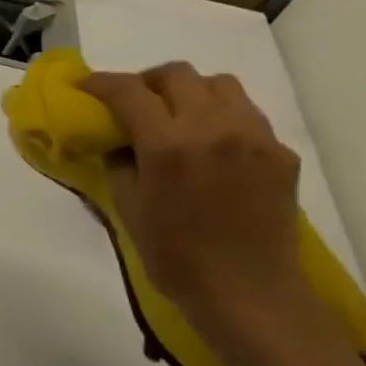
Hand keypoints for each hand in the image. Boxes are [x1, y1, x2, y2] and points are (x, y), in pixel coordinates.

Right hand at [82, 63, 310, 331]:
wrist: (246, 290)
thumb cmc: (173, 256)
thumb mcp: (128, 208)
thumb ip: (121, 164)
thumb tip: (119, 142)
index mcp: (169, 146)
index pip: (130, 93)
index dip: (102, 83)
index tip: (85, 85)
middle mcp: (214, 129)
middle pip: (178, 75)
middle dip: (147, 81)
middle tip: (131, 101)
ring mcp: (254, 137)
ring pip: (219, 85)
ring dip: (188, 91)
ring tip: (174, 116)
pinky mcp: (280, 152)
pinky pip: (246, 114)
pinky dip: (219, 115)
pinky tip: (208, 145)